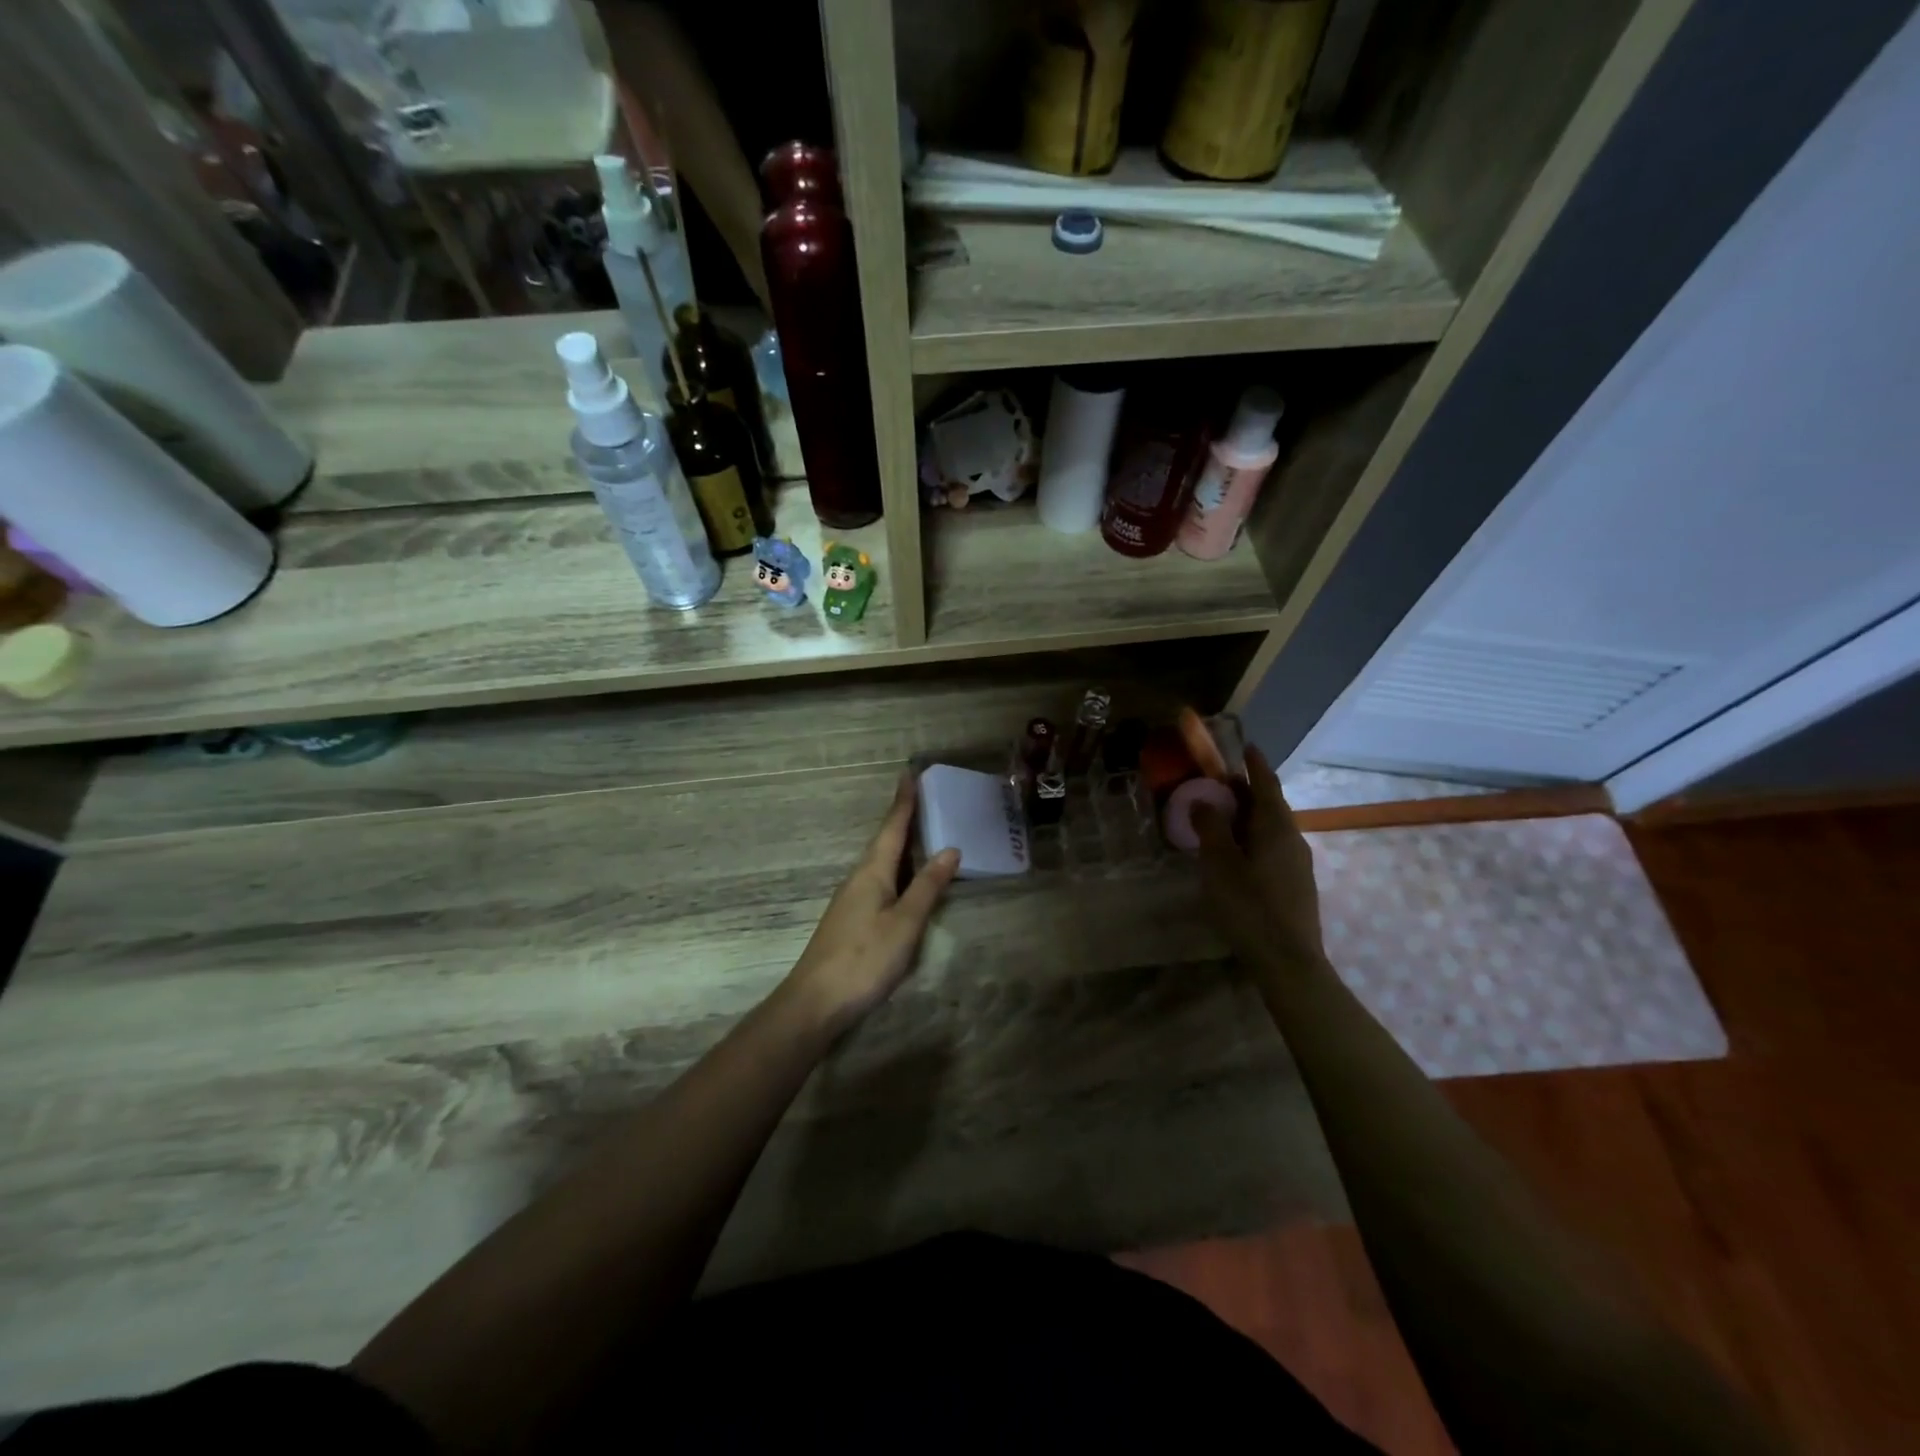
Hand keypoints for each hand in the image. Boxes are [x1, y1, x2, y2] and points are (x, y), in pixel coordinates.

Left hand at [784, 774, 960, 1033]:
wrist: (816, 1001)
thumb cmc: (865, 958)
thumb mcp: (905, 923)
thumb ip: (928, 886)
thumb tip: (950, 848)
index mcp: (872, 872)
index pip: (892, 828)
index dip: (903, 802)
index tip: (909, 773)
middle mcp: (859, 878)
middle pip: (885, 841)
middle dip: (903, 819)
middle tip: (923, 797)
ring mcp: (851, 900)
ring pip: (881, 862)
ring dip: (900, 844)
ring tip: (921, 832)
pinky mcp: (851, 920)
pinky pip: (879, 881)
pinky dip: (897, 870)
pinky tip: (906, 880)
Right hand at [1193, 744, 1327, 973]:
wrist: (1288, 961)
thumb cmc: (1249, 906)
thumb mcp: (1219, 863)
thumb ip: (1210, 827)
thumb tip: (1203, 800)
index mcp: (1276, 827)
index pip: (1266, 784)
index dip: (1255, 764)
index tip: (1246, 746)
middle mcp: (1293, 839)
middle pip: (1270, 805)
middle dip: (1246, 791)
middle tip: (1219, 785)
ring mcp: (1298, 864)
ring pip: (1271, 829)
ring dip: (1248, 817)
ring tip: (1222, 819)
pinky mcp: (1296, 886)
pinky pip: (1273, 848)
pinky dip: (1253, 838)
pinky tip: (1237, 855)